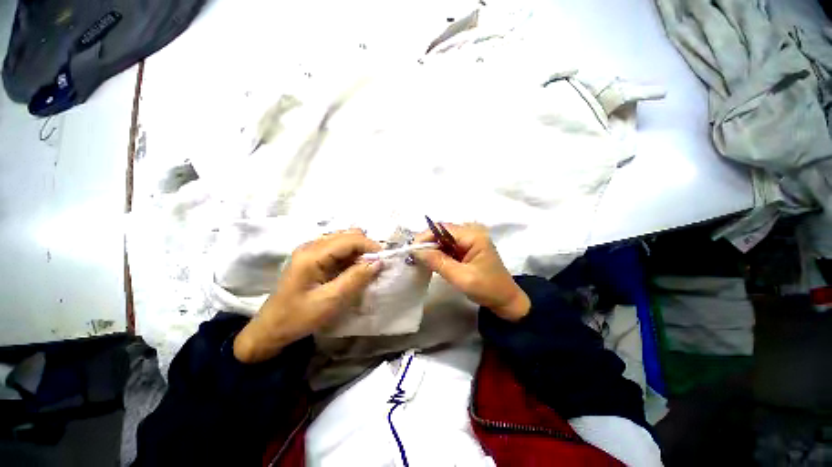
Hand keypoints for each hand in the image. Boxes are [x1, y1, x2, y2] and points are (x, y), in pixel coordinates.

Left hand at [234, 230, 381, 362]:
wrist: (271, 328)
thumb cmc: (298, 317)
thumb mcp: (330, 301)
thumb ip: (355, 279)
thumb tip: (378, 262)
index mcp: (312, 254)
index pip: (349, 239)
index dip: (370, 246)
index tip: (385, 259)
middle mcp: (311, 245)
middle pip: (347, 235)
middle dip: (366, 247)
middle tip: (378, 265)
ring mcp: (311, 250)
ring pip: (344, 240)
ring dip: (360, 251)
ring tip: (369, 268)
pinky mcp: (314, 257)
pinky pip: (339, 249)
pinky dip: (352, 256)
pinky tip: (355, 269)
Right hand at [413, 223, 529, 321]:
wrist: (506, 300)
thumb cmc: (488, 289)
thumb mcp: (462, 277)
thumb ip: (439, 262)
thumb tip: (416, 251)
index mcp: (473, 236)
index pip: (443, 228)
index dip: (425, 236)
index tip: (411, 249)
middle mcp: (470, 233)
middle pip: (442, 231)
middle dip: (426, 242)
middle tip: (413, 256)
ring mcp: (468, 240)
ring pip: (443, 239)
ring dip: (431, 248)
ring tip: (418, 259)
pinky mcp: (466, 248)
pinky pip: (447, 246)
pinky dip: (438, 253)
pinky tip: (430, 261)